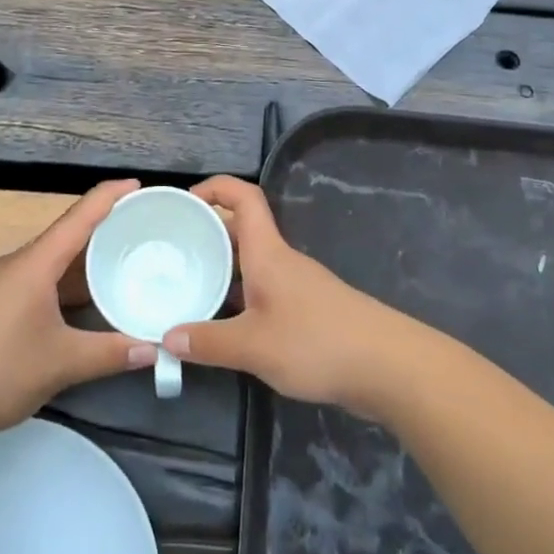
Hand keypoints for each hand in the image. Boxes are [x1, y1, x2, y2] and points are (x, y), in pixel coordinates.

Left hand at [0, 180, 153, 437]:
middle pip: (67, 235)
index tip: (138, 185)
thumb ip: (110, 353)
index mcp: (36, 263)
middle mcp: (19, 264)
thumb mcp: (61, 362)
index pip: (80, 216)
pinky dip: (67, 282)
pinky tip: (84, 300)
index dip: (109, 196)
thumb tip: (155, 348)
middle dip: (103, 228)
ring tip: (120, 262)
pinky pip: (40, 279)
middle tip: (141, 229)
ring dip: (84, 259)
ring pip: (53, 260)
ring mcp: (3, 284)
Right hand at [162, 176, 404, 413]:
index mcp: (267, 252)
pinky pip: (262, 289)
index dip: (214, 188)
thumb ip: (208, 342)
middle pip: (241, 229)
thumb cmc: (316, 342)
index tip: (183, 203)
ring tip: (186, 285)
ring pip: (251, 262)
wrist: (387, 366)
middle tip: (171, 250)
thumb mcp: (253, 346)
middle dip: (207, 231)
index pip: (243, 197)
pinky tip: (222, 322)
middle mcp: (280, 259)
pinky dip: (239, 296)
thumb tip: (166, 337)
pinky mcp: (306, 310)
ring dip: (221, 268)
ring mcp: (295, 284)